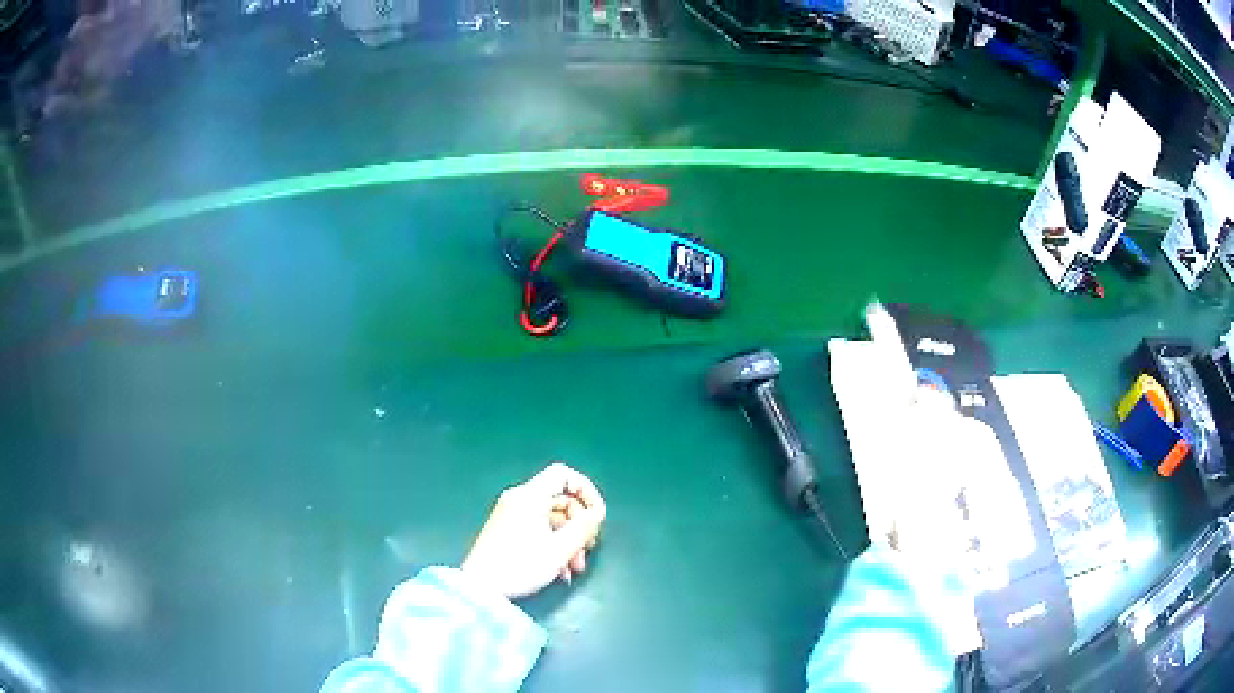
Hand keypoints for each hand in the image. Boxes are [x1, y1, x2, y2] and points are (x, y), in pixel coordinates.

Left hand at [461, 463, 606, 599]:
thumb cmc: (521, 565)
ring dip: (568, 540)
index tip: (596, 515)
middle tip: (588, 549)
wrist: (481, 588)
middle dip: (579, 525)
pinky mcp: (506, 531)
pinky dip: (553, 545)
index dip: (586, 490)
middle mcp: (519, 499)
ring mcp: (511, 515)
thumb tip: (597, 513)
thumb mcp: (560, 549)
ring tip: (574, 568)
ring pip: (551, 519)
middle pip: (560, 499)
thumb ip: (584, 527)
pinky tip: (560, 572)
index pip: (563, 474)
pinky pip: (538, 529)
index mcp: (530, 496)